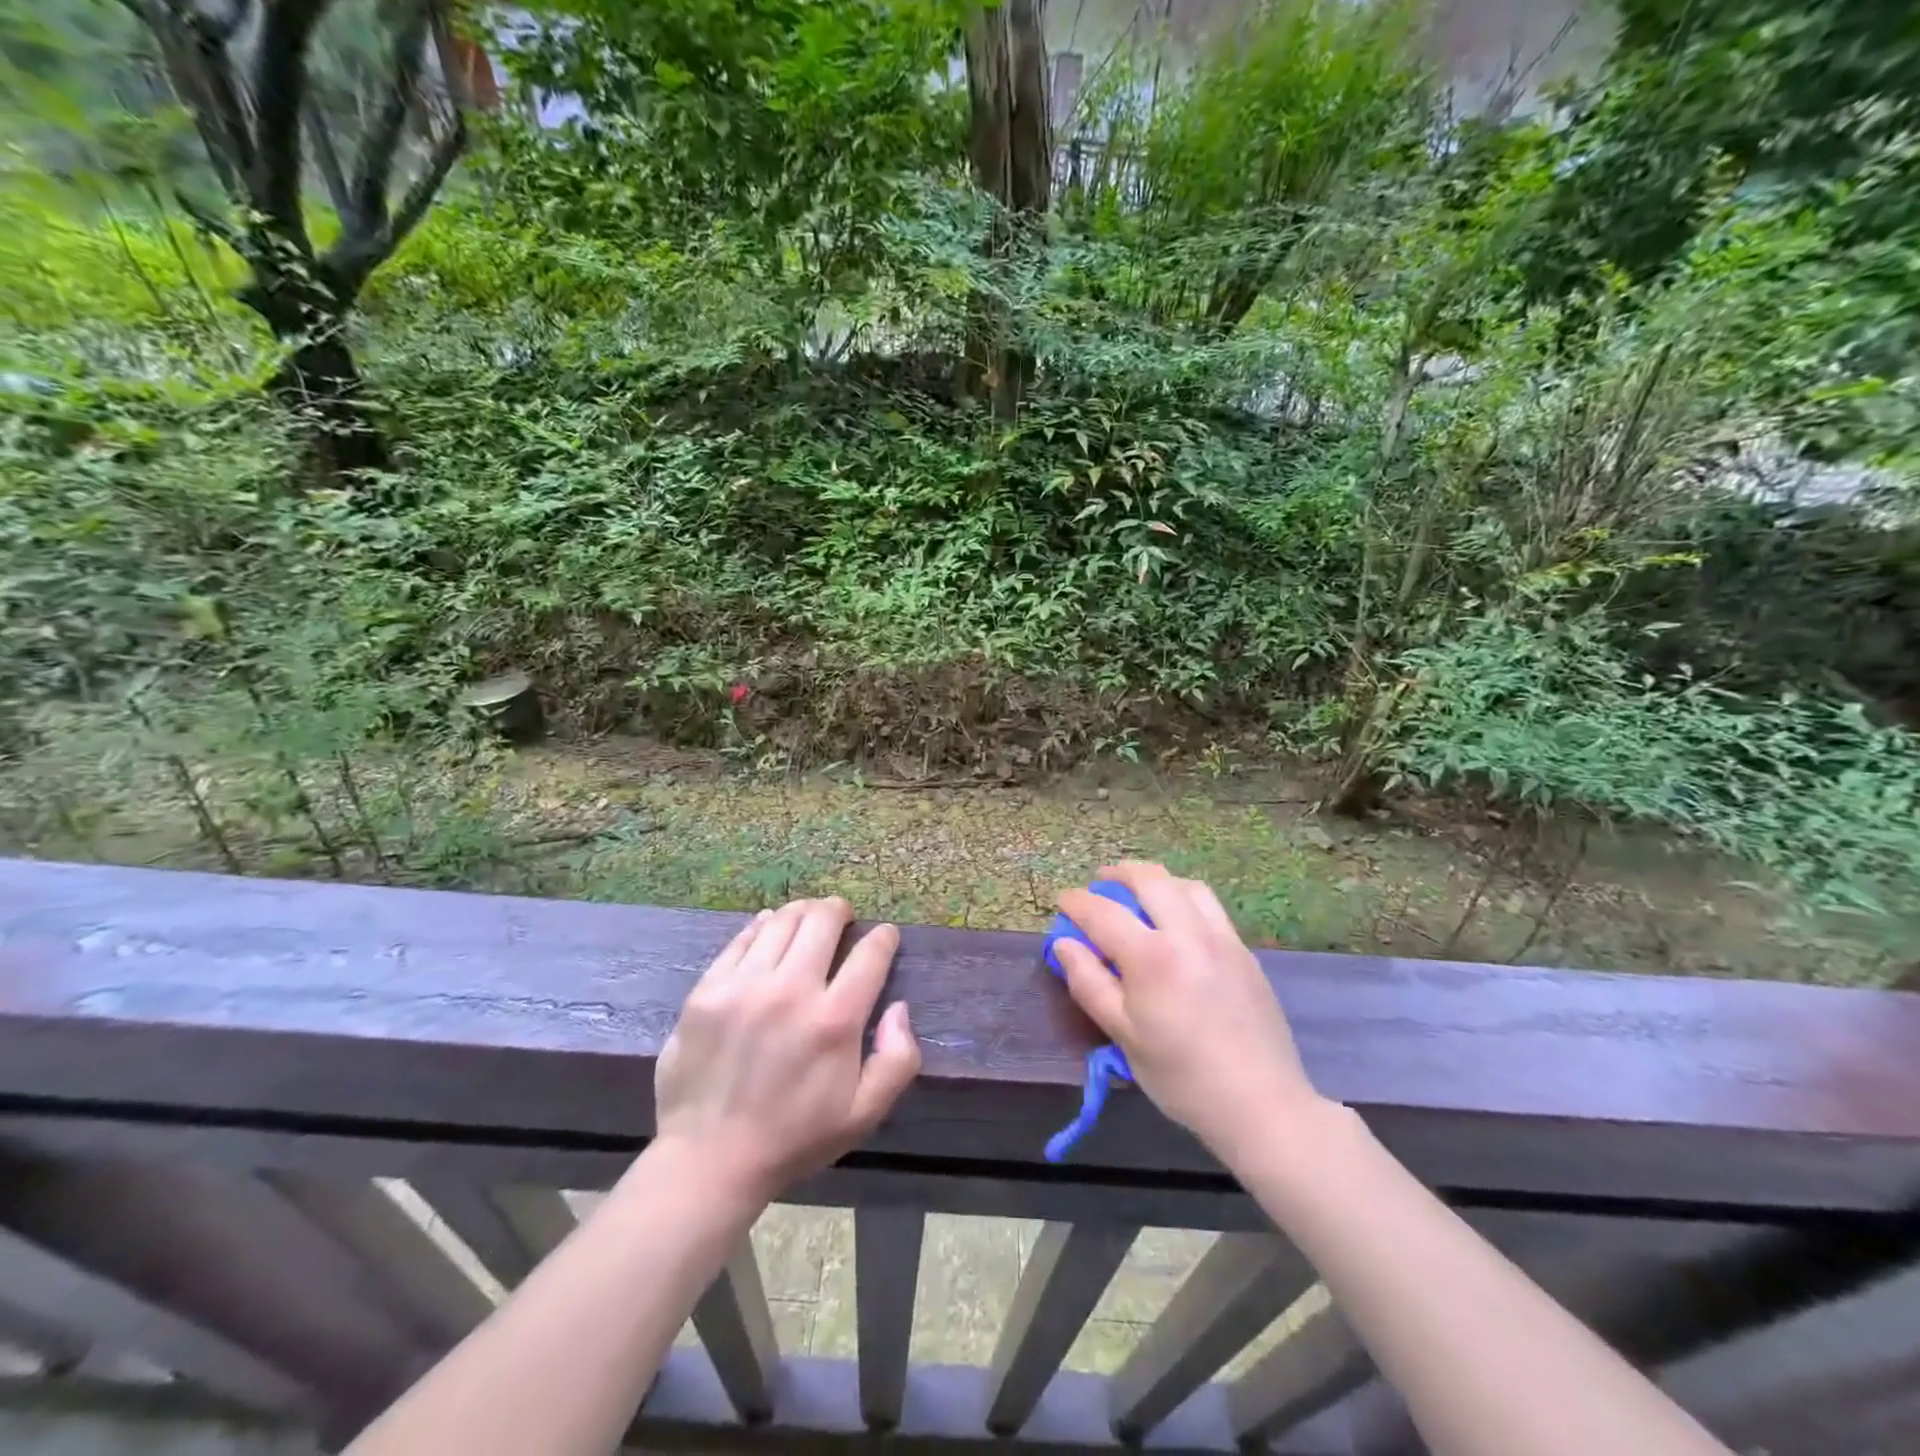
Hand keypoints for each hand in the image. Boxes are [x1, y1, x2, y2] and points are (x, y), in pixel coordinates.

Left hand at [652, 898, 920, 1203]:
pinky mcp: (708, 989)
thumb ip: (897, 1059)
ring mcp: (744, 986)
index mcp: (835, 1020)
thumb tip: (899, 1008)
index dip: (883, 937)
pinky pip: (741, 939)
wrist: (709, 1160)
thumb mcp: (864, 1114)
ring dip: (802, 912)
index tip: (885, 936)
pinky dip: (762, 925)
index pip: (870, 953)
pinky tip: (769, 927)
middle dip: (840, 911)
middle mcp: (792, 990)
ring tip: (808, 918)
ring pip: (782, 921)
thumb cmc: (794, 1138)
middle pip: (823, 920)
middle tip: (843, 917)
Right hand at [1055, 863, 1325, 1165]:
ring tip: (1138, 893)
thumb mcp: (1123, 1035)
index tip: (1063, 900)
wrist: (1261, 1103)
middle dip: (1118, 874)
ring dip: (1155, 880)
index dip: (1077, 902)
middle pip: (1149, 879)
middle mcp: (1188, 933)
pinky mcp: (1243, 950)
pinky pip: (1209, 904)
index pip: (1103, 912)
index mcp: (1152, 957)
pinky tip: (1176, 918)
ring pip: (1184, 884)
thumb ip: (1089, 983)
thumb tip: (1064, 944)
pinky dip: (1184, 896)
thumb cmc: (1181, 1076)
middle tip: (1099, 884)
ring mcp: (1221, 938)